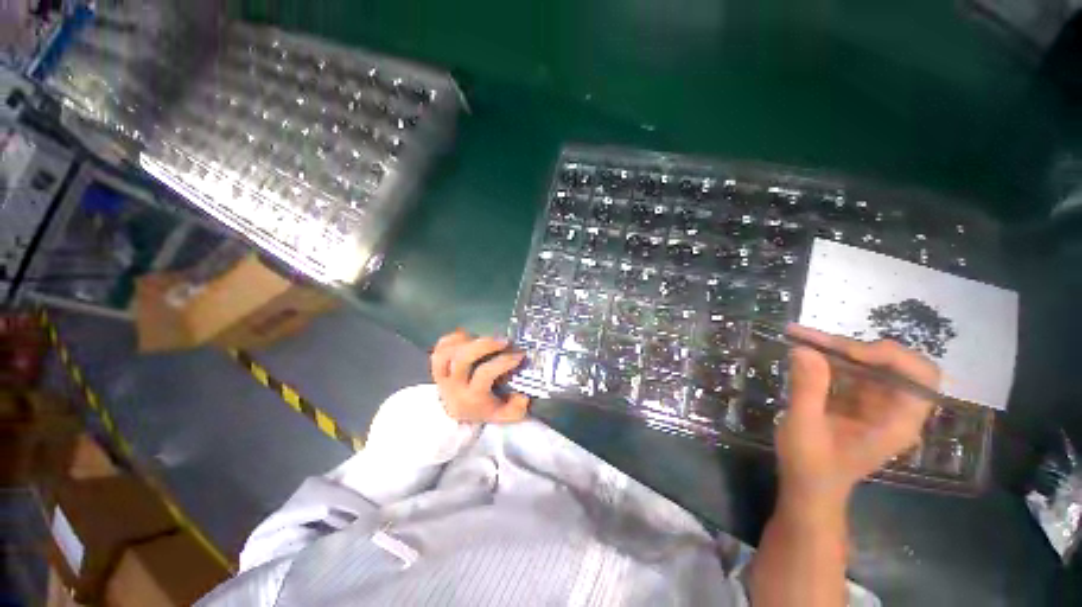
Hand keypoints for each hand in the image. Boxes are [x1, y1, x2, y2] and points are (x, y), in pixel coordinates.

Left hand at [430, 329, 530, 423]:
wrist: (461, 413)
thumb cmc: (488, 409)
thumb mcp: (506, 415)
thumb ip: (518, 408)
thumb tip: (523, 395)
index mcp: (472, 398)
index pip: (484, 374)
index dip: (503, 361)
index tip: (520, 355)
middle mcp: (454, 386)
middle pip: (462, 358)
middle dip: (485, 345)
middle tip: (504, 340)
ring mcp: (442, 375)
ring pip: (446, 352)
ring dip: (467, 341)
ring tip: (484, 337)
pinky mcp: (437, 366)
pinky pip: (439, 348)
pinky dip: (453, 338)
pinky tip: (469, 336)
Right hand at [776, 324, 939, 504]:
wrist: (808, 485)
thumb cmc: (811, 465)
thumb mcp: (805, 428)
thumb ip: (808, 389)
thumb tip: (804, 348)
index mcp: (898, 422)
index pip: (920, 377)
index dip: (889, 356)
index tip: (846, 352)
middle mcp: (894, 408)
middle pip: (893, 363)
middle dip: (854, 346)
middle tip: (814, 339)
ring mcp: (875, 402)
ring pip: (867, 362)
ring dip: (835, 348)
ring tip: (799, 336)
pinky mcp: (855, 399)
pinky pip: (848, 369)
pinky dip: (826, 356)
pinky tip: (802, 350)